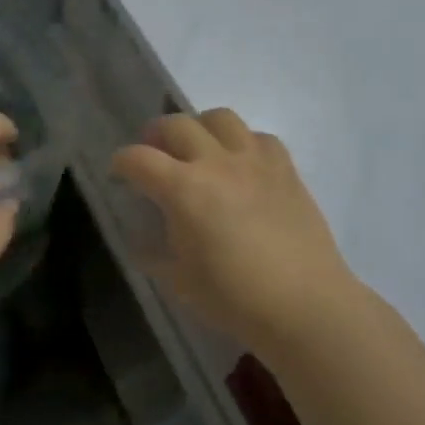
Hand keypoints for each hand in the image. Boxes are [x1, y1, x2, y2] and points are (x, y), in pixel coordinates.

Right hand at [111, 109, 358, 354]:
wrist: (304, 306)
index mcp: (183, 189)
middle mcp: (216, 162)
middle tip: (155, 154)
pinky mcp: (286, 169)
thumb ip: (153, 251)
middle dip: (156, 135)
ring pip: (220, 118)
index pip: (138, 158)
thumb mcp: (178, 280)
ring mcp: (254, 161)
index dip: (121, 162)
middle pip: (176, 124)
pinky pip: (260, 137)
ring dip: (200, 127)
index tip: (119, 173)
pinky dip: (243, 143)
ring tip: (199, 149)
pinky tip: (243, 165)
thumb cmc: (234, 298)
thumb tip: (142, 237)